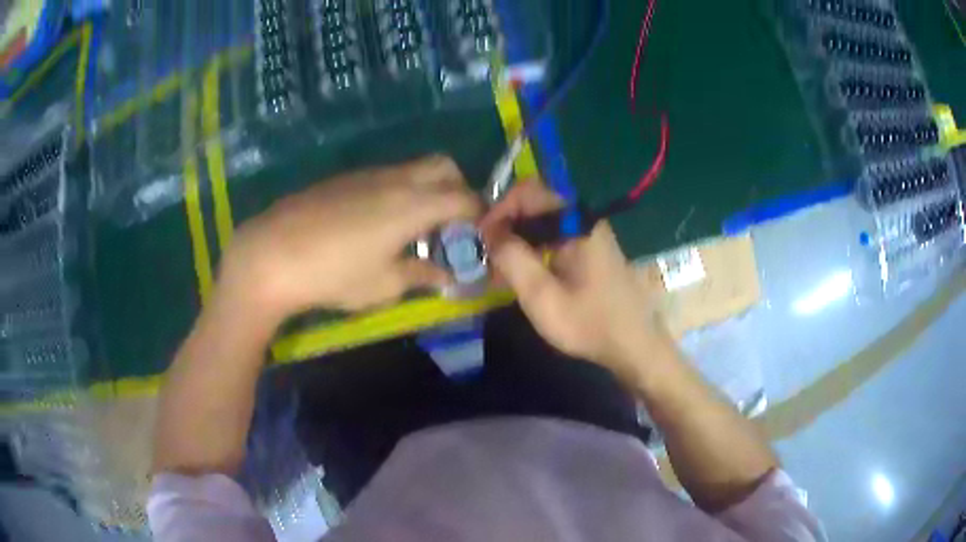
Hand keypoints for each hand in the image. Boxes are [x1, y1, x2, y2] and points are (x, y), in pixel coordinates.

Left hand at [220, 156, 481, 317]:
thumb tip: (446, 276)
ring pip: (413, 168)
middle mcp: (396, 179)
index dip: (478, 215)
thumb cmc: (332, 275)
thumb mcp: (382, 285)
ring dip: (426, 189)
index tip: (476, 237)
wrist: (271, 254)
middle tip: (448, 224)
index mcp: (413, 204)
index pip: (464, 198)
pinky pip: (386, 175)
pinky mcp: (344, 178)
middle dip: (458, 189)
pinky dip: (398, 191)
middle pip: (444, 166)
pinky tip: (376, 223)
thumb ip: (421, 275)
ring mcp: (368, 174)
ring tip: (412, 228)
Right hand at [480, 182, 673, 383]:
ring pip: (542, 219)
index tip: (482, 238)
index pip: (528, 192)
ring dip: (518, 236)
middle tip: (488, 254)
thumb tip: (489, 231)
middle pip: (535, 202)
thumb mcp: (542, 297)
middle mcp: (584, 219)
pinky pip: (553, 234)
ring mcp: (589, 232)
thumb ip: (513, 259)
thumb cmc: (589, 323)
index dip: (499, 209)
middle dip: (506, 223)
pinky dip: (533, 246)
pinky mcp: (589, 248)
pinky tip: (522, 272)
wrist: (633, 345)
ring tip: (499, 266)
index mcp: (577, 223)